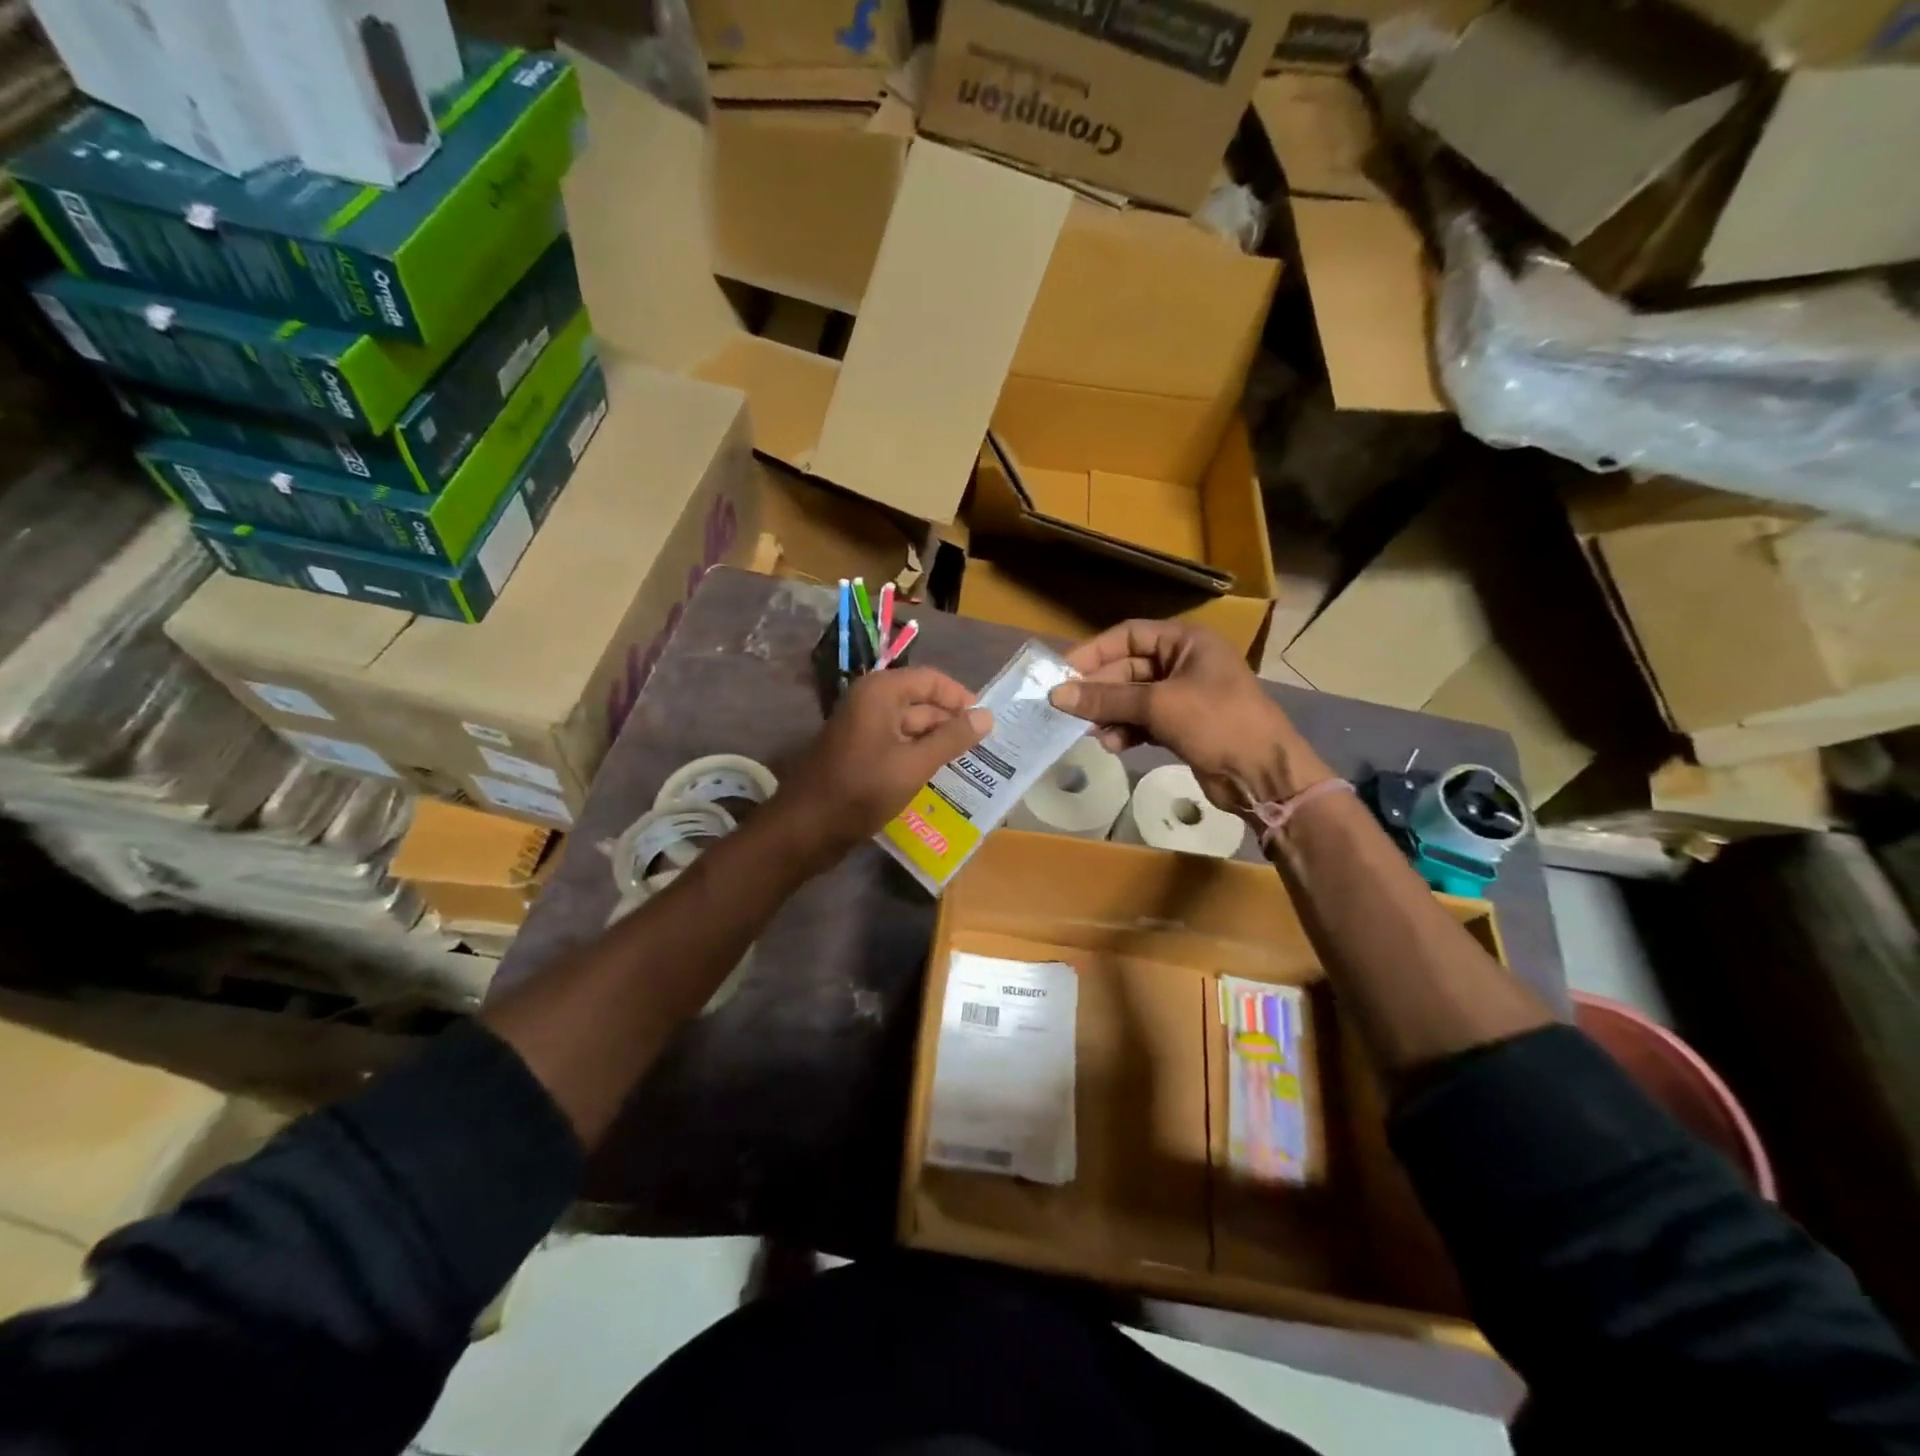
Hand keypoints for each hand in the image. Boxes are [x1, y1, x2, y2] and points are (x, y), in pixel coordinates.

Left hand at [771, 668, 991, 866]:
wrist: (807, 828)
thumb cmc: (862, 790)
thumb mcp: (915, 764)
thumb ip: (952, 739)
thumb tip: (987, 716)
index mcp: (881, 692)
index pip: (931, 680)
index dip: (961, 698)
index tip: (987, 722)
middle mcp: (871, 702)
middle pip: (922, 702)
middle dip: (951, 723)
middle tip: (985, 747)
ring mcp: (863, 728)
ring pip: (911, 726)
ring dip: (937, 743)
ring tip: (970, 763)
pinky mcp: (860, 752)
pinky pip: (898, 744)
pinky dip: (919, 755)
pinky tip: (940, 775)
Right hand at [1048, 620, 1332, 813]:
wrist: (1263, 774)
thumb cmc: (1217, 723)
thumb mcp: (1158, 705)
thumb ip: (1106, 698)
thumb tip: (1057, 695)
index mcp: (1186, 641)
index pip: (1129, 635)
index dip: (1094, 652)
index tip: (1062, 673)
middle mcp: (1184, 662)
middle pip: (1128, 669)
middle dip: (1099, 691)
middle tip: (1067, 709)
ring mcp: (1184, 695)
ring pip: (1133, 698)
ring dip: (1110, 714)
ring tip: (1090, 733)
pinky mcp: (1182, 726)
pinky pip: (1143, 721)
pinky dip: (1126, 731)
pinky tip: (1112, 745)